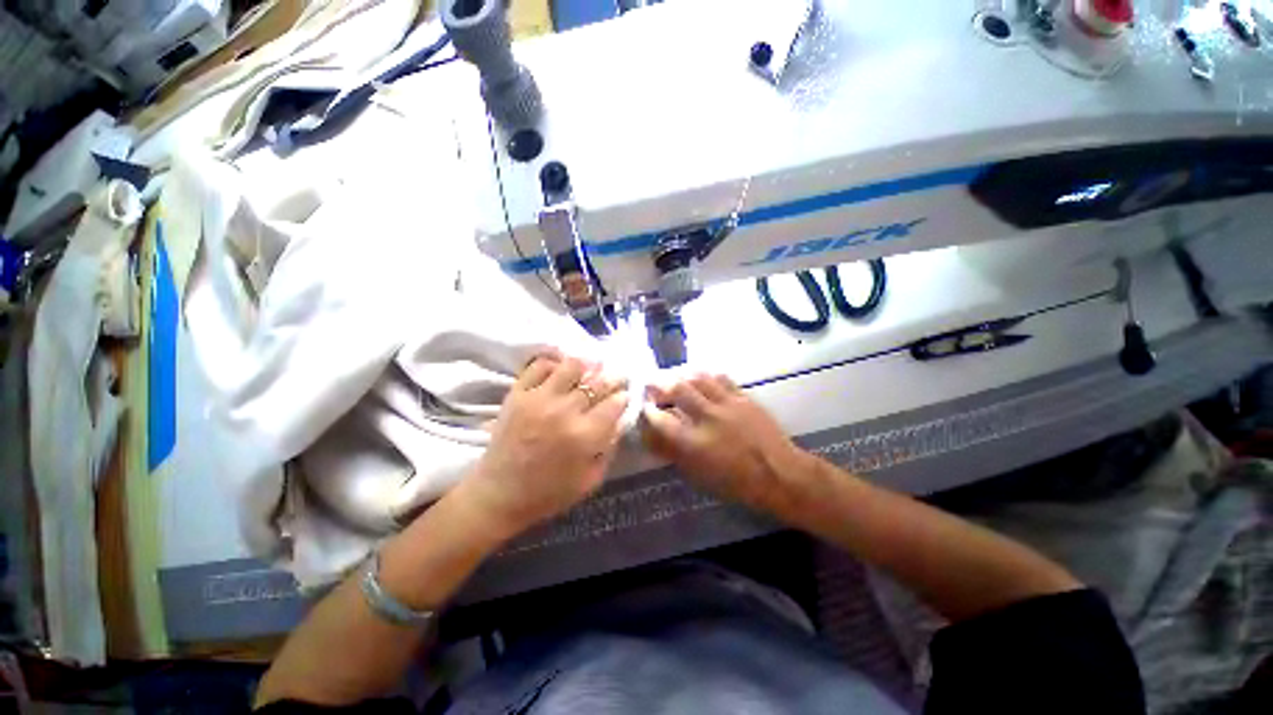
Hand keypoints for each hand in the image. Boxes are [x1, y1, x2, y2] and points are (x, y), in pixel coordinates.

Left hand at [462, 354, 628, 537]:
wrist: (499, 494)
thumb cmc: (549, 493)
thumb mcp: (591, 479)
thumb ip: (609, 448)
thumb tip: (620, 420)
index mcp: (585, 436)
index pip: (614, 403)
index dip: (623, 397)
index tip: (624, 396)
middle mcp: (564, 411)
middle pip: (598, 382)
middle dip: (612, 378)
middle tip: (614, 378)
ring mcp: (539, 399)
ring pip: (571, 366)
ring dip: (585, 366)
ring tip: (589, 369)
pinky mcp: (518, 393)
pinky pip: (539, 365)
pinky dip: (554, 363)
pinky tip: (560, 370)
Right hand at [643, 375, 807, 516]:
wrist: (780, 474)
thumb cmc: (737, 483)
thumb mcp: (699, 475)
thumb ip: (674, 453)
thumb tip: (653, 436)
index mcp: (694, 443)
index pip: (660, 419)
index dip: (647, 411)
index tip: (643, 407)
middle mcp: (708, 417)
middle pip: (677, 389)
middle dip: (659, 383)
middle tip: (651, 383)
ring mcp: (727, 404)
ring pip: (698, 378)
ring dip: (682, 375)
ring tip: (675, 377)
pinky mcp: (744, 397)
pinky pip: (722, 378)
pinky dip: (707, 376)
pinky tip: (702, 378)